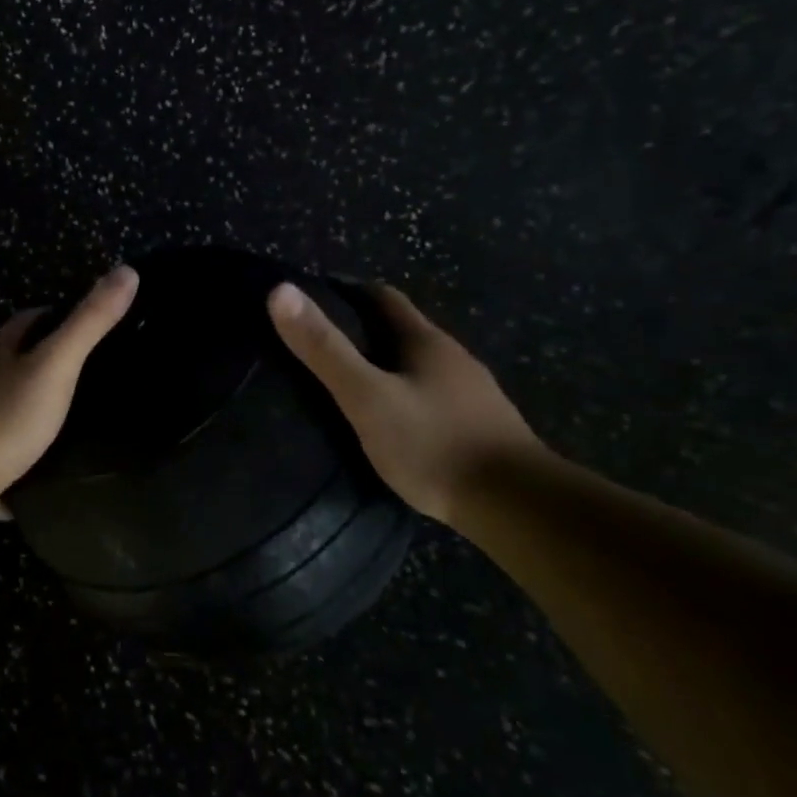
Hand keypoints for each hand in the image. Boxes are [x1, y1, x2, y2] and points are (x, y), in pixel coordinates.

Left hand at [0, 265, 139, 518]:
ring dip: (28, 404)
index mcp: (0, 351)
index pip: (26, 320)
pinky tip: (38, 468)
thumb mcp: (57, 363)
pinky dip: (17, 453)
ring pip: (3, 403)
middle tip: (81, 370)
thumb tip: (127, 270)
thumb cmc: (8, 411)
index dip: (52, 314)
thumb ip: (89, 322)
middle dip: (39, 359)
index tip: (79, 319)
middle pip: (12, 360)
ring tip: (68, 416)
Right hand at [266, 281, 542, 524]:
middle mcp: (452, 357)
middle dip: (360, 330)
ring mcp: (471, 393)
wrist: (517, 506)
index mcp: (425, 340)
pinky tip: (387, 420)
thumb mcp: (366, 396)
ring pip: (417, 365)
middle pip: (400, 329)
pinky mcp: (478, 426)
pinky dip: (403, 396)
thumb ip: (324, 349)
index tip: (310, 299)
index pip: (381, 296)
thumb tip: (280, 291)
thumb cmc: (433, 444)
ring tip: (345, 384)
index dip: (345, 291)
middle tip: (317, 346)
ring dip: (384, 365)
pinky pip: (431, 396)